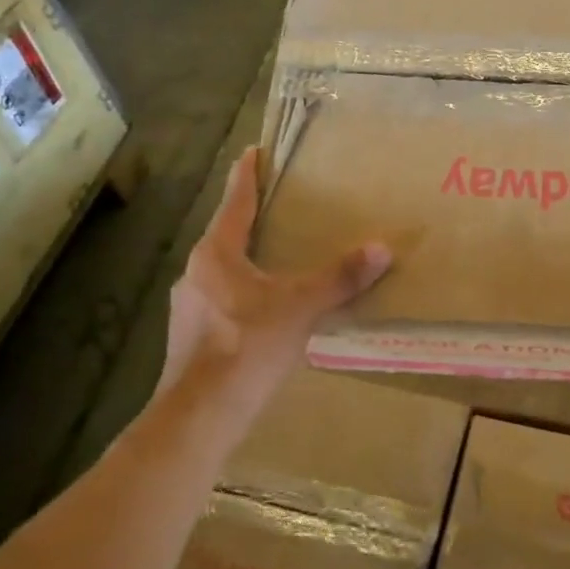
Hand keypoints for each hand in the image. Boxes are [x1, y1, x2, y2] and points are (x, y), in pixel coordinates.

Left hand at [161, 146, 391, 430]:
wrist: (199, 416)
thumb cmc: (246, 347)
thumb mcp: (300, 308)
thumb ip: (339, 278)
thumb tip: (381, 249)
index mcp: (217, 254)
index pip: (235, 202)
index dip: (246, 175)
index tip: (252, 152)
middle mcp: (196, 272)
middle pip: (226, 233)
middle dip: (250, 218)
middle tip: (278, 204)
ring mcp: (188, 305)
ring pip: (222, 269)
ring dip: (246, 258)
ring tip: (276, 257)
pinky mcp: (191, 334)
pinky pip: (221, 297)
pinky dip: (243, 290)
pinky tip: (265, 308)